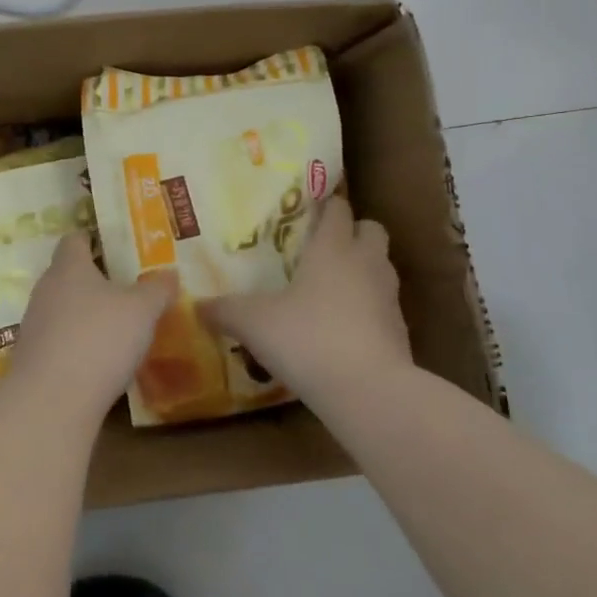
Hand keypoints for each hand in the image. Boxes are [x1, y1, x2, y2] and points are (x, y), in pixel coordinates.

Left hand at [9, 232, 176, 424]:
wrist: (51, 401)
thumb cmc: (99, 339)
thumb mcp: (142, 311)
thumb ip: (157, 289)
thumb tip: (169, 273)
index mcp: (69, 267)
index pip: (74, 240)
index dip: (91, 239)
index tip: (111, 245)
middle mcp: (45, 290)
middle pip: (66, 274)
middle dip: (92, 280)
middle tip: (124, 287)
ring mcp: (33, 325)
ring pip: (62, 309)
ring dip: (84, 314)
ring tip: (115, 326)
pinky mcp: (32, 358)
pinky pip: (58, 340)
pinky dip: (76, 344)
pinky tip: (99, 360)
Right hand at [205, 198, 411, 402]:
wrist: (368, 391)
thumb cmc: (308, 338)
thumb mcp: (254, 323)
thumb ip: (225, 310)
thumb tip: (197, 306)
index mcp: (333, 247)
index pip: (337, 207)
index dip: (325, 205)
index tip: (306, 210)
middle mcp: (366, 262)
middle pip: (370, 229)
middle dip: (352, 232)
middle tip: (321, 248)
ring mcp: (388, 297)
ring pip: (380, 267)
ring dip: (361, 270)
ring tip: (329, 289)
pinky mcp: (399, 331)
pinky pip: (383, 306)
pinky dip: (367, 309)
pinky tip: (341, 329)